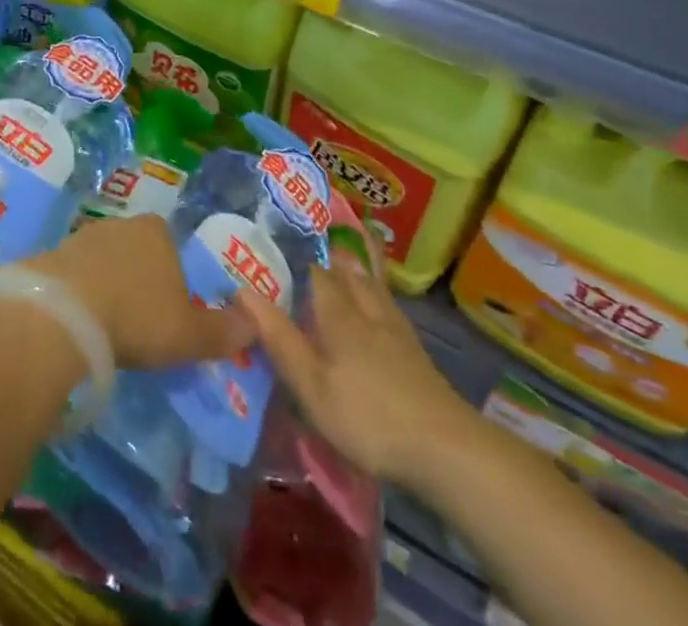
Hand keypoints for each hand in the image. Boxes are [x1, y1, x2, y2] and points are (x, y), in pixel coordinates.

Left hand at [29, 215, 253, 370]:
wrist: (65, 312)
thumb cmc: (137, 316)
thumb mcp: (188, 334)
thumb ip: (222, 332)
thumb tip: (254, 327)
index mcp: (158, 231)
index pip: (171, 246)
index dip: (173, 278)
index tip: (168, 311)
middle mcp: (122, 224)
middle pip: (137, 251)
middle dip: (139, 280)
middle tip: (138, 322)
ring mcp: (84, 235)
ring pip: (104, 261)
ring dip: (107, 285)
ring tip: (107, 326)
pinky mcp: (54, 253)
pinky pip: (75, 274)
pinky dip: (79, 293)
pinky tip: (79, 321)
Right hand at [237, 251, 475, 482]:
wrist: (446, 449)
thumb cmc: (369, 417)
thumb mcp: (312, 385)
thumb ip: (279, 338)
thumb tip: (241, 290)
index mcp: (338, 315)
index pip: (313, 271)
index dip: (294, 254)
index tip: (275, 239)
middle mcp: (366, 310)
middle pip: (347, 272)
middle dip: (329, 254)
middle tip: (312, 237)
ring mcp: (395, 329)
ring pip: (372, 285)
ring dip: (357, 266)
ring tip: (347, 252)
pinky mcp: (415, 352)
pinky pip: (390, 305)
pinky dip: (379, 291)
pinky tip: (380, 302)